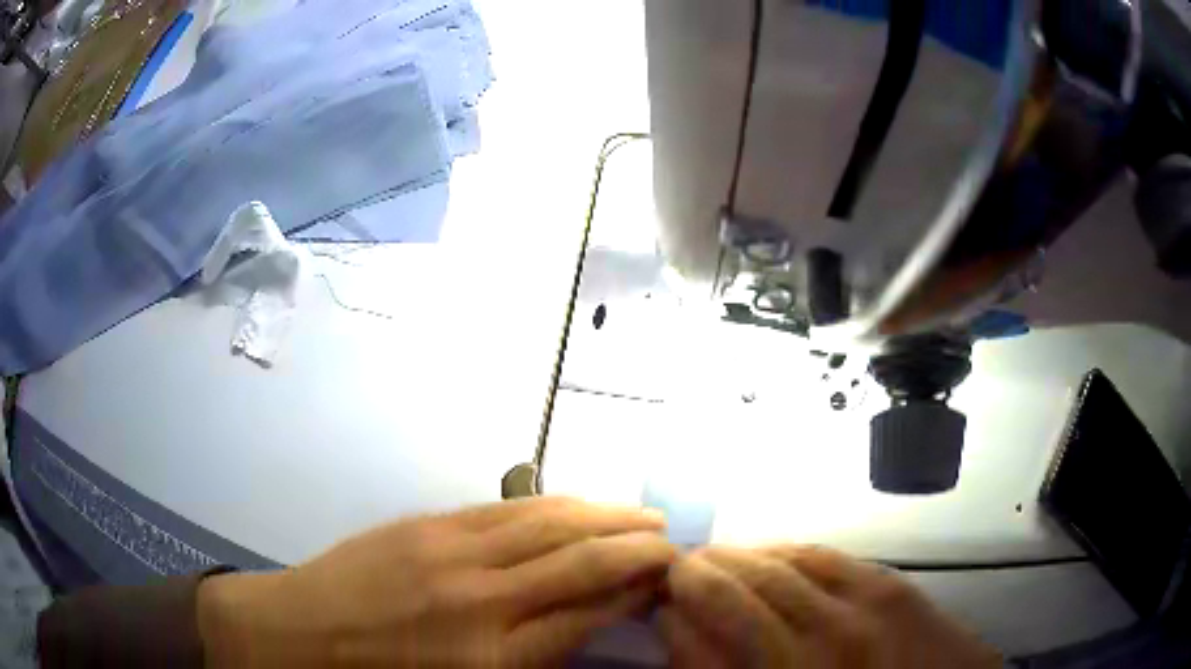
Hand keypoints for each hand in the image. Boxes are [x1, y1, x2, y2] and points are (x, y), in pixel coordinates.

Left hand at [198, 497, 674, 666]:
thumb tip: (583, 626)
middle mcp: (481, 598)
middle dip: (637, 546)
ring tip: (642, 513)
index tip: (669, 578)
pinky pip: (504, 510)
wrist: (295, 636)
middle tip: (673, 540)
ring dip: (603, 515)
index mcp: (491, 656)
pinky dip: (552, 504)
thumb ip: (527, 661)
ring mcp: (449, 551)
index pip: (590, 611)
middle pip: (581, 560)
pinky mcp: (424, 525)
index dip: (636, 590)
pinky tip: (575, 504)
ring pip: (548, 523)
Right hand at [659, 545, 1001, 668]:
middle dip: (693, 576)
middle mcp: (813, 649)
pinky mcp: (889, 586)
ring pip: (774, 567)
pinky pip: (821, 555)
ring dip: (735, 559)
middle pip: (732, 594)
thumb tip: (686, 634)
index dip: (671, 617)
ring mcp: (857, 612)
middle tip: (675, 571)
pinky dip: (784, 551)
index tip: (659, 605)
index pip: (696, 642)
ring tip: (715, 559)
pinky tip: (771, 555)